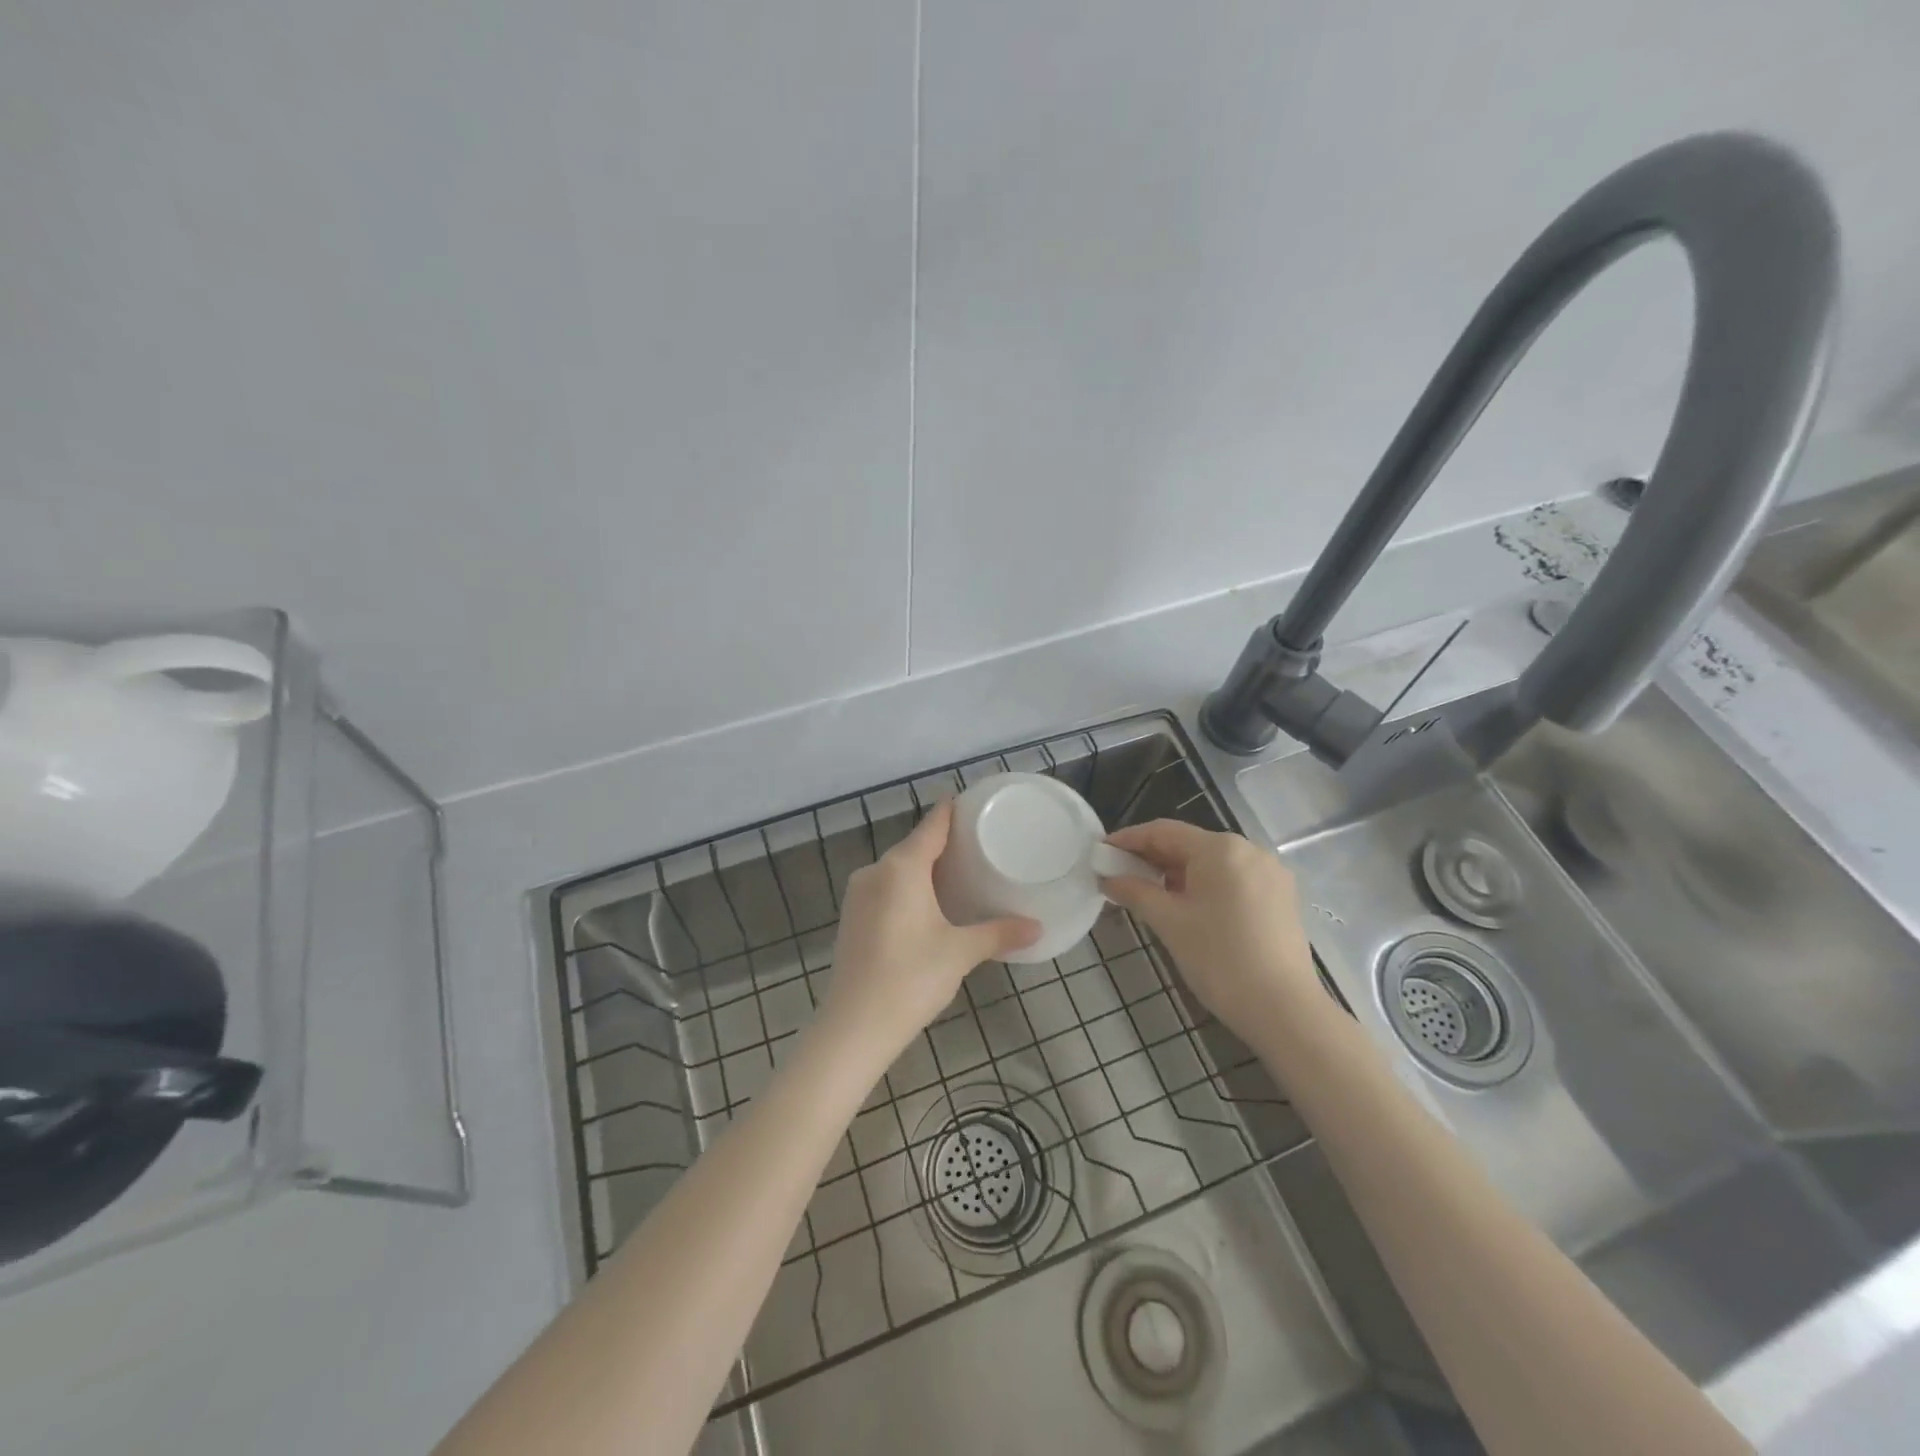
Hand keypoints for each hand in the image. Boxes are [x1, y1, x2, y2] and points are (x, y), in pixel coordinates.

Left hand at [817, 800, 1038, 1070]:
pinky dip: (906, 887)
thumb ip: (998, 933)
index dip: (950, 811)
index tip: (969, 801)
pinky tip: (926, 904)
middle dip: (941, 843)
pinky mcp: (851, 918)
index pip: (931, 826)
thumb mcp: (961, 952)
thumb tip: (1037, 927)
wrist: (854, 1026)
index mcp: (902, 868)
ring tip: (957, 873)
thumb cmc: (911, 978)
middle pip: (912, 846)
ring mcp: (858, 895)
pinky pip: (884, 888)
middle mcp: (876, 872)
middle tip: (976, 844)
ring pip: (896, 869)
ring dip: (922, 867)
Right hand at [1100, 820, 1320, 1053]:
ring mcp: (1269, 873)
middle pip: (1189, 844)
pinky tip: (1187, 906)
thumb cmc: (1219, 959)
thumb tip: (1108, 878)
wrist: (1284, 1010)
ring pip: (1212, 863)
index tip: (1102, 850)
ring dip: (1177, 873)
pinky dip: (1204, 885)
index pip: (1164, 832)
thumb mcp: (1169, 922)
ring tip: (1148, 892)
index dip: (1129, 839)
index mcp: (1220, 848)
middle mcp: (1249, 849)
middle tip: (1119, 874)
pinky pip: (1232, 879)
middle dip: (1152, 857)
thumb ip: (1135, 892)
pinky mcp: (1280, 896)